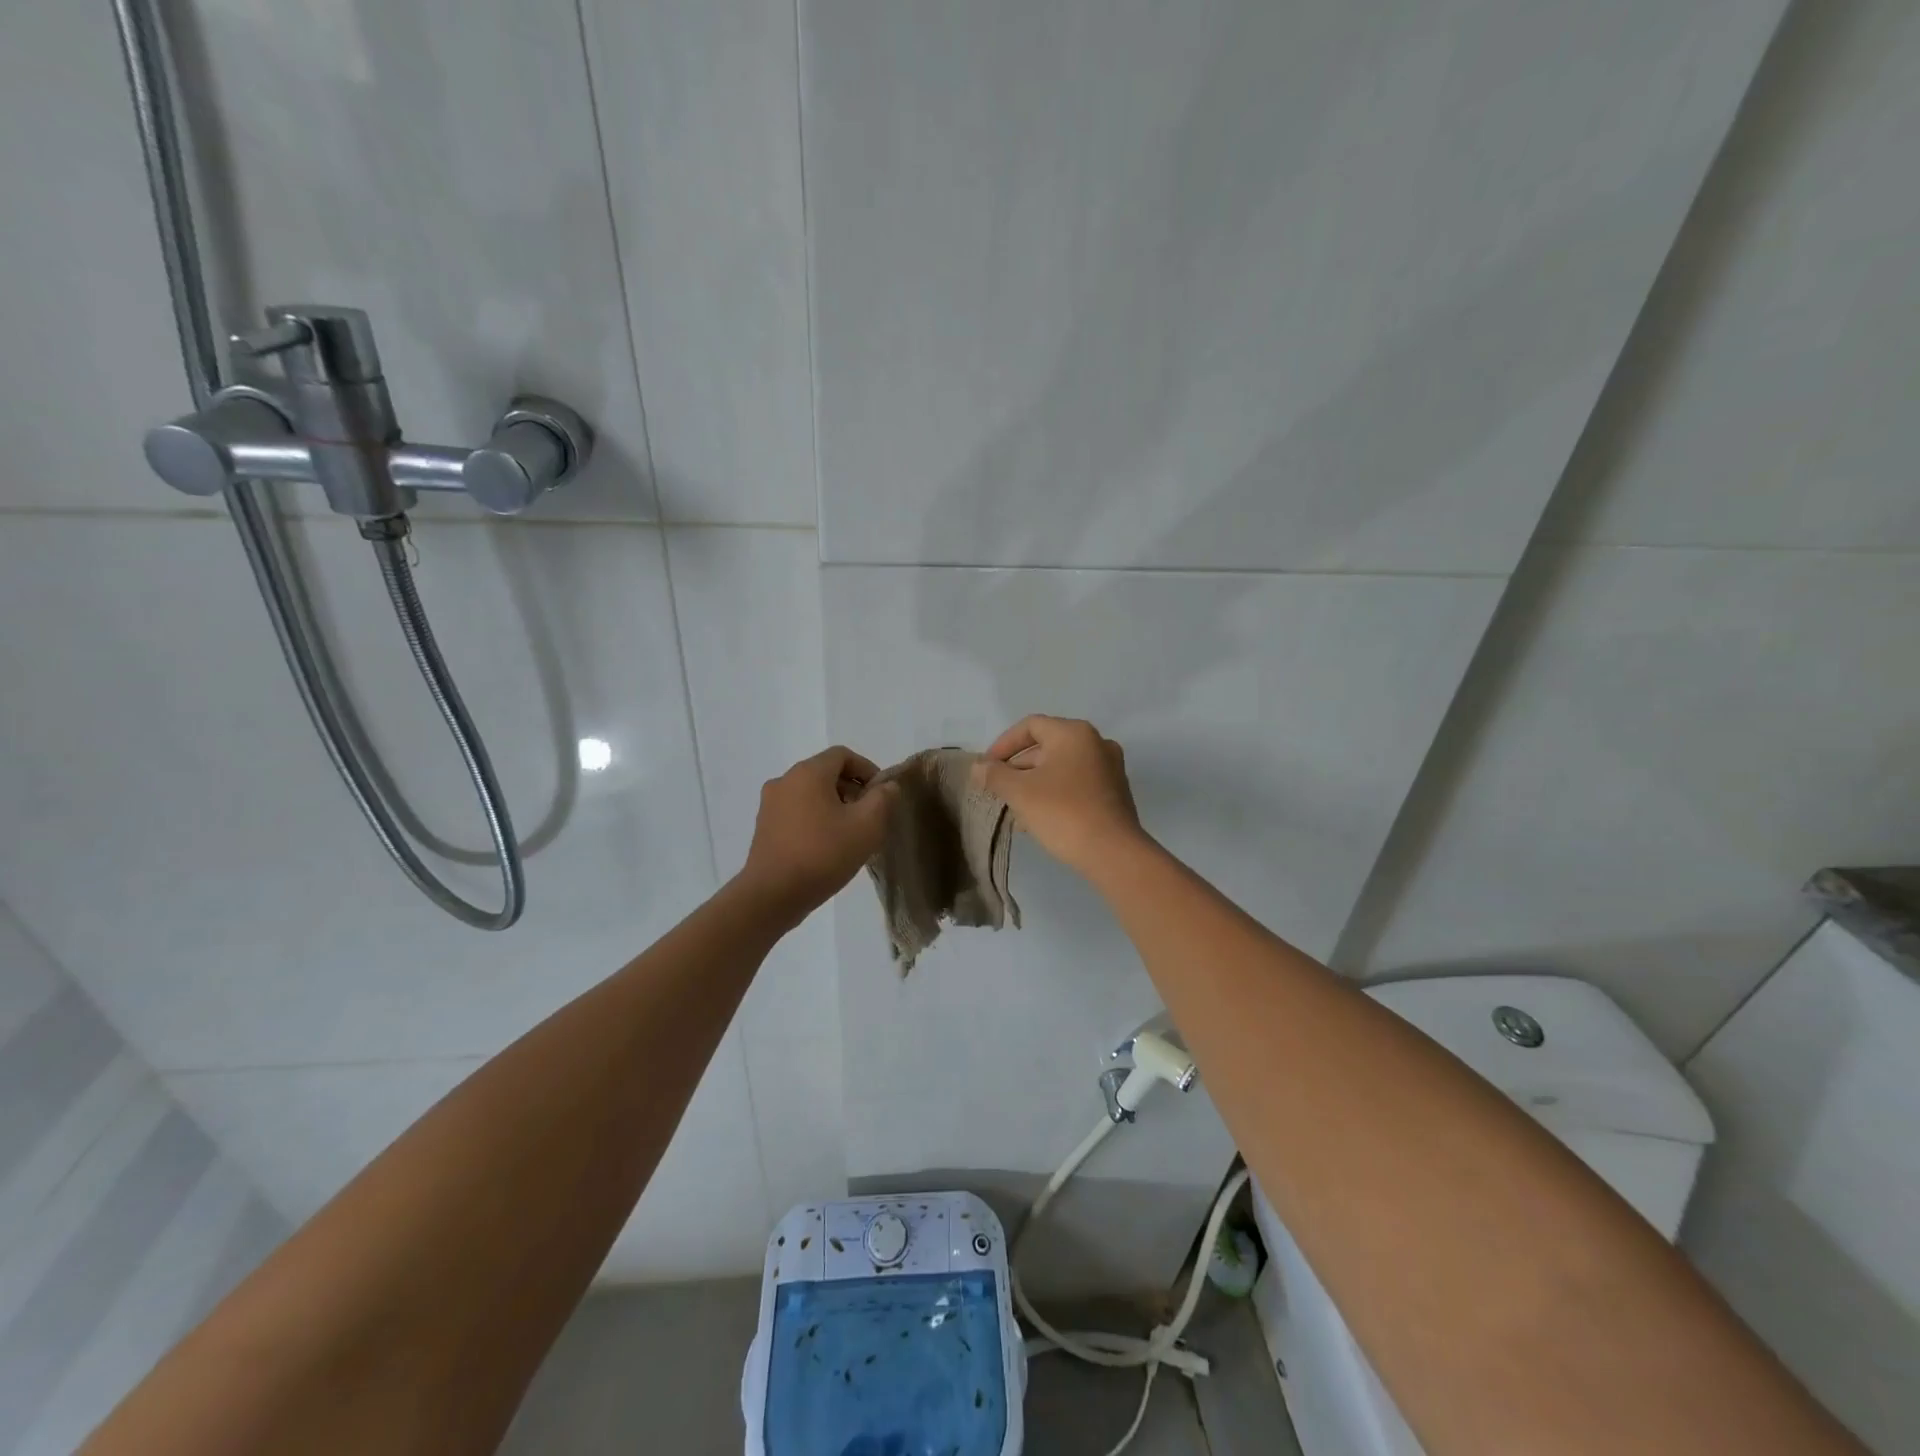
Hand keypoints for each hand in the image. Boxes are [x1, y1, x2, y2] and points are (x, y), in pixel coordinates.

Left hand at [738, 746, 896, 923]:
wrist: (772, 895)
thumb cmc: (823, 854)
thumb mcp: (867, 826)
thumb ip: (883, 799)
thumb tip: (887, 786)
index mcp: (808, 773)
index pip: (843, 755)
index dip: (868, 769)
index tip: (882, 795)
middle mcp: (785, 781)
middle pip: (826, 773)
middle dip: (852, 790)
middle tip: (870, 817)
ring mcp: (770, 804)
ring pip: (811, 794)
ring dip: (835, 806)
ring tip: (851, 834)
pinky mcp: (764, 827)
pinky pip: (797, 812)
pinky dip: (816, 819)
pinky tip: (827, 847)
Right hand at [972, 716, 1144, 876]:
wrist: (1113, 853)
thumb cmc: (1063, 813)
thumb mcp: (1020, 792)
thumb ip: (995, 775)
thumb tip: (978, 767)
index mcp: (1074, 733)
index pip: (1030, 726)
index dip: (1003, 744)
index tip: (987, 768)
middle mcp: (1096, 743)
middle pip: (1046, 747)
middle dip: (1017, 768)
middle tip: (998, 791)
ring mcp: (1109, 769)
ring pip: (1060, 768)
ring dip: (1034, 784)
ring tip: (1014, 810)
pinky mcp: (1114, 794)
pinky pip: (1076, 785)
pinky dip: (1054, 794)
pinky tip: (1038, 820)